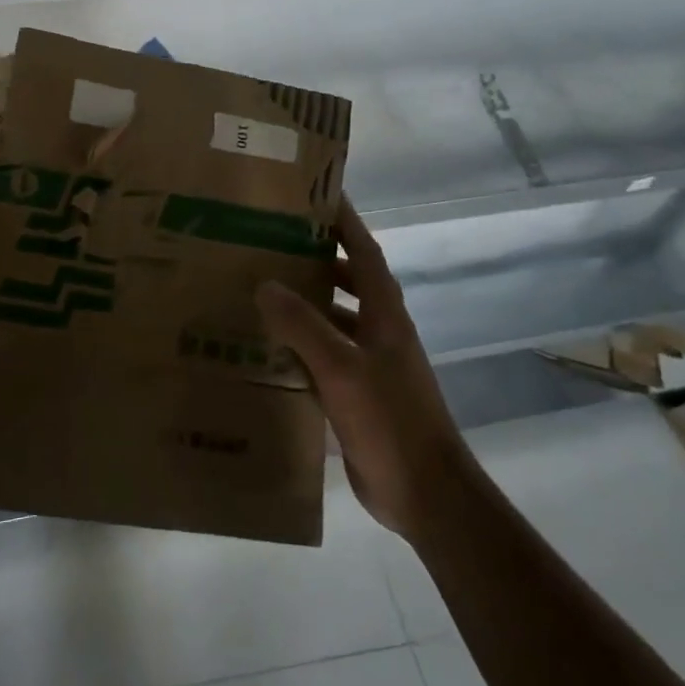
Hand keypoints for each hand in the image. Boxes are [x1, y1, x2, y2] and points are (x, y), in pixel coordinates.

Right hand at [256, 201, 461, 536]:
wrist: (424, 491)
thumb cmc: (389, 419)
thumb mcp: (341, 368)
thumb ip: (303, 324)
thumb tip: (265, 283)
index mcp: (385, 314)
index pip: (364, 252)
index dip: (344, 222)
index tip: (319, 194)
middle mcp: (380, 331)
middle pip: (348, 281)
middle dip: (316, 259)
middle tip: (272, 244)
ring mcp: (370, 364)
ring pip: (334, 320)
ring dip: (305, 303)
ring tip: (259, 290)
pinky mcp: (357, 394)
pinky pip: (324, 356)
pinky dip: (300, 345)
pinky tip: (267, 348)